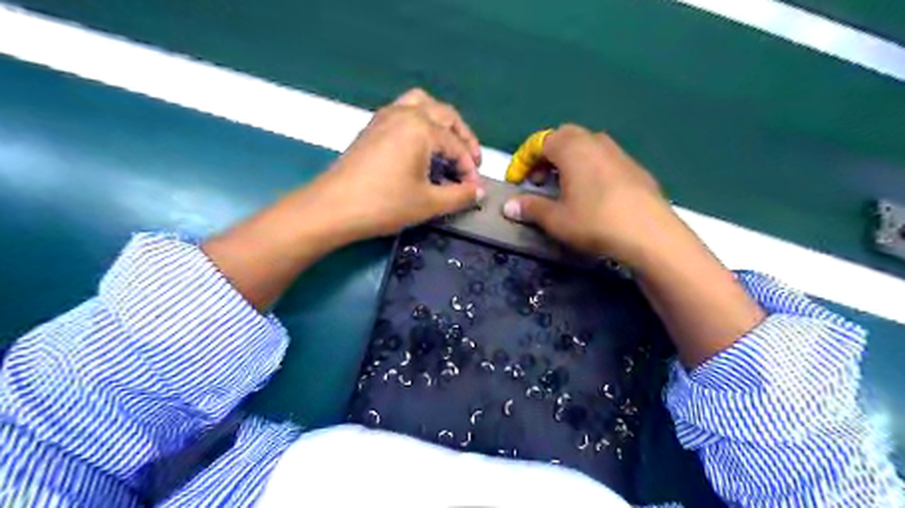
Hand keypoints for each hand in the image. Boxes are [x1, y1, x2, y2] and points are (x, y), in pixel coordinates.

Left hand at [303, 89, 483, 241]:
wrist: (333, 208)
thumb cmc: (384, 205)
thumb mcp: (428, 204)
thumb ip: (459, 196)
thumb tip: (478, 192)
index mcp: (421, 128)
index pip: (456, 145)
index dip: (470, 168)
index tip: (474, 189)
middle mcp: (404, 113)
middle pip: (444, 114)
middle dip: (463, 137)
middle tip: (471, 162)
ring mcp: (385, 116)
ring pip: (422, 104)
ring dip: (441, 122)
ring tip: (448, 145)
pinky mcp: (372, 127)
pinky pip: (404, 111)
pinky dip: (421, 122)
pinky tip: (421, 146)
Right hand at [501, 123, 678, 265]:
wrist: (649, 233)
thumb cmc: (594, 221)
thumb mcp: (555, 219)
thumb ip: (530, 208)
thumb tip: (508, 205)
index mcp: (571, 147)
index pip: (539, 142)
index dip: (522, 161)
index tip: (515, 182)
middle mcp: (595, 141)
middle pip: (563, 138)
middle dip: (545, 157)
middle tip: (539, 182)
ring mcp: (618, 152)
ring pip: (585, 147)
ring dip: (567, 163)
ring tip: (562, 188)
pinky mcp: (634, 167)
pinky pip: (602, 160)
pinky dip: (588, 170)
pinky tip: (590, 195)